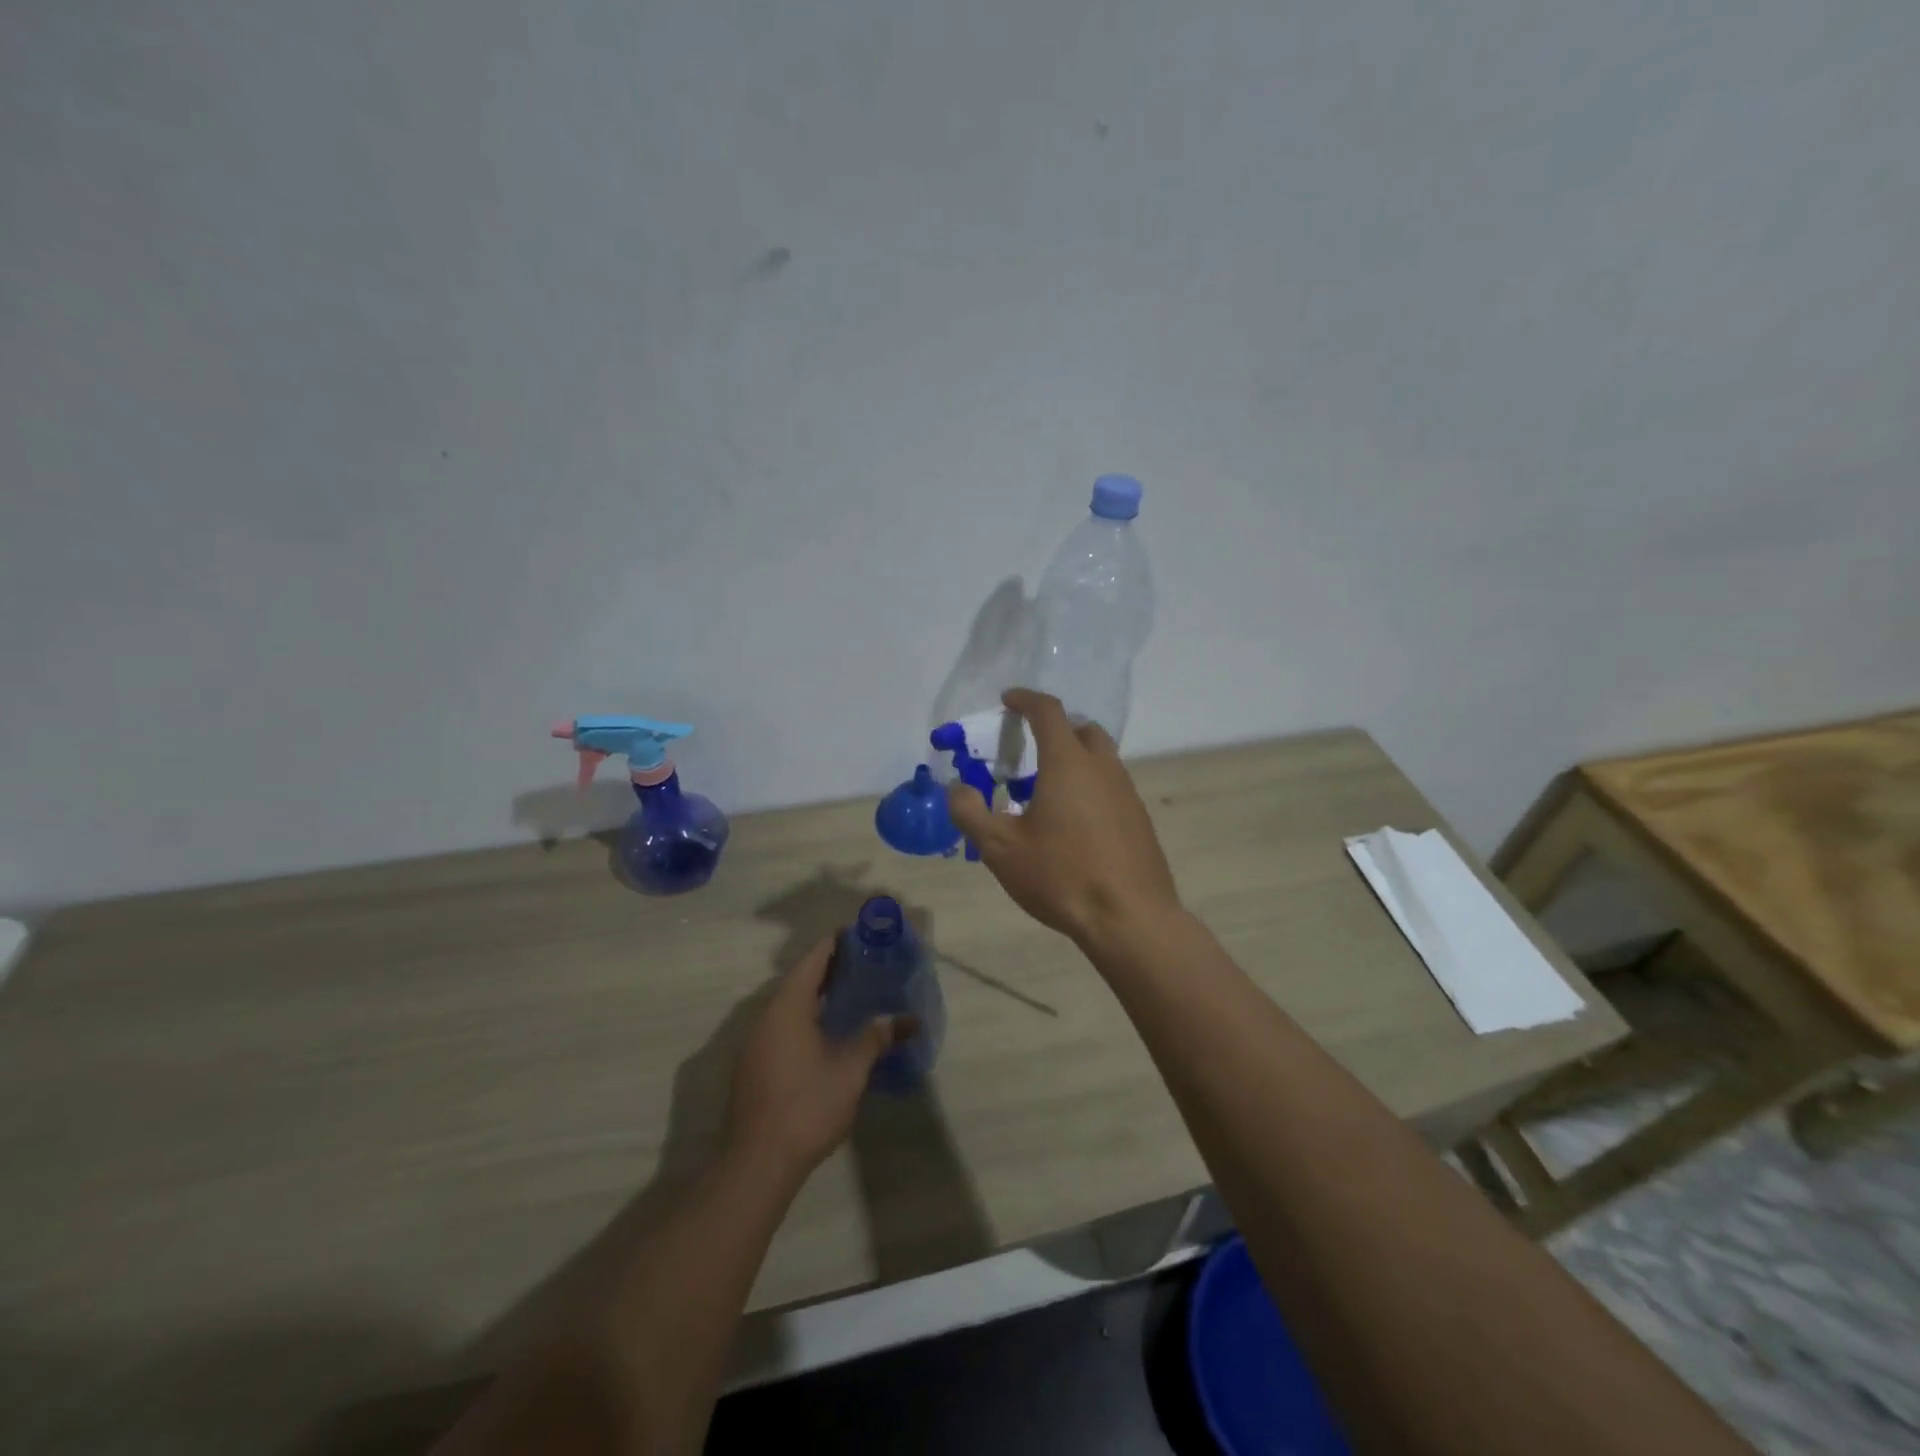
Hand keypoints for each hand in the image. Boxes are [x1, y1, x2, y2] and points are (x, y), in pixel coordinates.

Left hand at [725, 936, 912, 1180]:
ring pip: (789, 1004)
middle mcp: (767, 1016)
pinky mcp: (754, 1065)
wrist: (757, 1162)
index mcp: (788, 1007)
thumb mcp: (851, 1070)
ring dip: (816, 994)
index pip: (812, 960)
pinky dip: (805, 1017)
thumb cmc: (807, 1106)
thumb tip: (909, 1019)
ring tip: (850, 992)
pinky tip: (827, 1031)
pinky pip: (782, 1025)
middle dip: (829, 968)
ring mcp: (756, 1042)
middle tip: (863, 962)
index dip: (834, 944)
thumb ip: (876, 1038)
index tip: (858, 934)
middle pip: (799, 979)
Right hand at [947, 689, 1182, 947]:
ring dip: (1073, 760)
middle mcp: (1103, 767)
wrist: (1129, 919)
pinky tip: (1072, 824)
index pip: (1048, 712)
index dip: (1025, 700)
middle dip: (1054, 729)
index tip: (1008, 701)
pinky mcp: (1139, 819)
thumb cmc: (1061, 875)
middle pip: (1081, 730)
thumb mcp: (1000, 848)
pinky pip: (1111, 786)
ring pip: (1100, 759)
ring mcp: (1127, 792)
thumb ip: (970, 812)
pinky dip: (1089, 787)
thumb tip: (957, 788)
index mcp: (1068, 763)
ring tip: (1045, 792)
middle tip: (1029, 749)